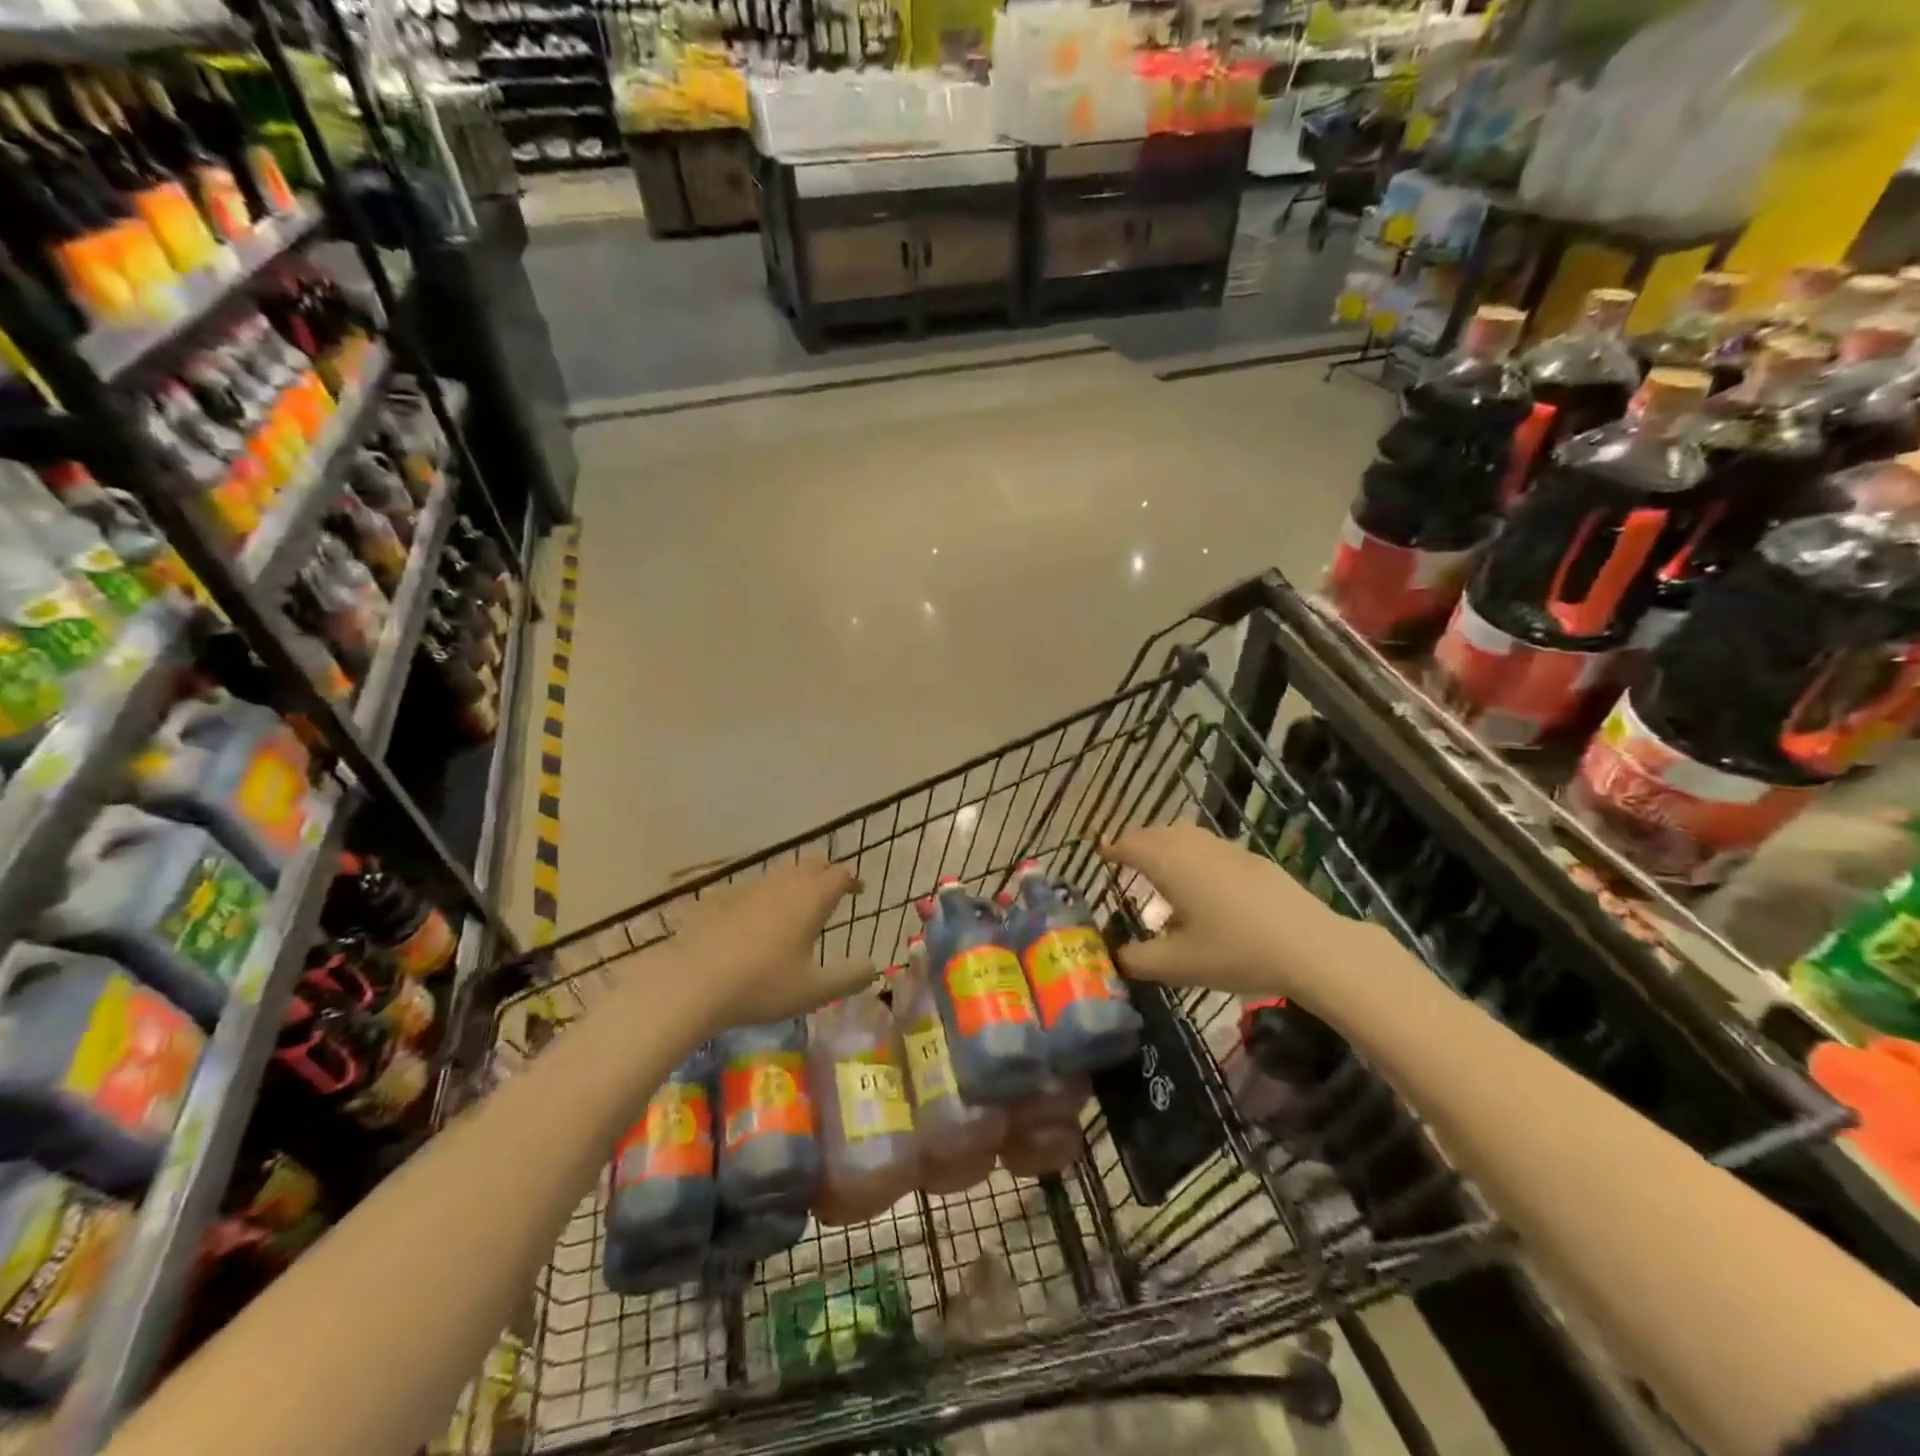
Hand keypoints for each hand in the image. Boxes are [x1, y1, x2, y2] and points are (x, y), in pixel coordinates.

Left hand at [661, 857, 874, 1029]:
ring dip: (794, 881)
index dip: (851, 880)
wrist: (693, 982)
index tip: (857, 891)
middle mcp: (784, 884)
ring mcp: (750, 888)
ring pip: (780, 873)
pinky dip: (761, 897)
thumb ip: (848, 978)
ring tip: (795, 903)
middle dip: (825, 872)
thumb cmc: (762, 985)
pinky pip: (750, 889)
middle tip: (830, 890)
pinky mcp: (720, 898)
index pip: (840, 874)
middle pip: (812, 864)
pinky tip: (753, 919)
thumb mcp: (814, 991)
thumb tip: (872, 968)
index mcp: (812, 899)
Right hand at [1099, 824, 1366, 1002]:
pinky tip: (1204, 887)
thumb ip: (1139, 960)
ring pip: (1185, 836)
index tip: (1101, 852)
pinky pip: (1210, 848)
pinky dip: (1193, 857)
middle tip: (1125, 861)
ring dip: (1166, 846)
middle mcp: (1193, 846)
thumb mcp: (1178, 965)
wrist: (1310, 946)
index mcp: (1168, 864)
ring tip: (1161, 871)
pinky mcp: (1253, 860)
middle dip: (1136, 843)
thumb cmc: (1235, 951)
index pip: (1129, 844)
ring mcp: (1226, 849)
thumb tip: (1116, 957)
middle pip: (1155, 833)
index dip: (1112, 848)